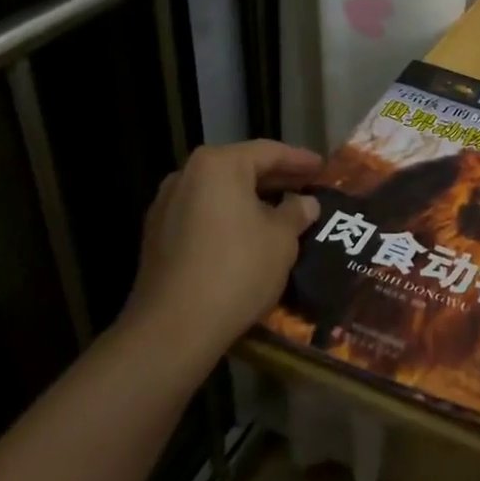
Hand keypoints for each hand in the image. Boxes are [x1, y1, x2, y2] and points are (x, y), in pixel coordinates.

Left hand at [124, 141, 324, 365]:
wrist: (173, 328)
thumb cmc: (237, 270)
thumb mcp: (281, 239)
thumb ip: (296, 212)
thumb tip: (305, 204)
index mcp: (218, 165)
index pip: (268, 152)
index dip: (300, 160)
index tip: (323, 168)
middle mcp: (186, 175)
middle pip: (240, 168)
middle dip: (276, 179)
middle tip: (307, 187)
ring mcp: (166, 206)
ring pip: (219, 193)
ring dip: (251, 199)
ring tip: (282, 212)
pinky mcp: (157, 237)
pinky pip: (202, 215)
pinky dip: (228, 218)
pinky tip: (249, 235)